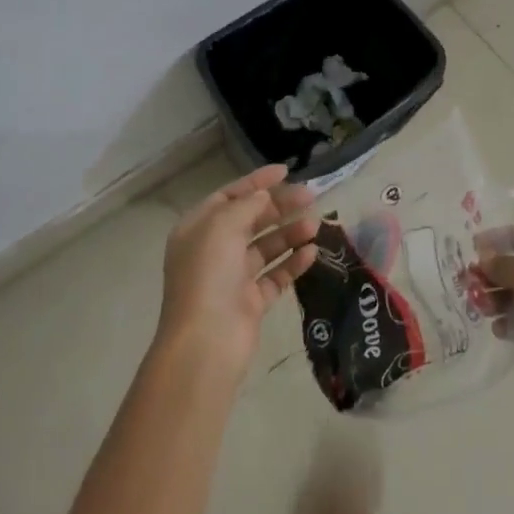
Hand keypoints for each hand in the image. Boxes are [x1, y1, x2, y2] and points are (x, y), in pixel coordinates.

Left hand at [155, 164, 319, 382]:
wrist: (206, 342)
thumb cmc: (209, 275)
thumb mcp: (223, 226)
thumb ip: (246, 205)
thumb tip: (264, 197)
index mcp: (198, 229)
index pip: (229, 196)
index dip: (257, 182)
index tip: (286, 171)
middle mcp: (213, 251)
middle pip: (251, 220)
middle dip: (279, 206)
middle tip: (311, 196)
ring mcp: (232, 278)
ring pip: (266, 247)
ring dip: (290, 233)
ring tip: (316, 225)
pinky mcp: (250, 303)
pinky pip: (275, 276)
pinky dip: (292, 263)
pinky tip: (312, 252)